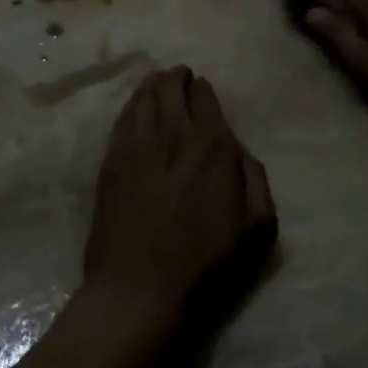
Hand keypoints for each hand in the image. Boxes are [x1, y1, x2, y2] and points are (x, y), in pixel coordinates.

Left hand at [83, 67, 276, 326]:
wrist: (139, 290)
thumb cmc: (205, 265)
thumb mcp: (256, 228)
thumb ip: (255, 179)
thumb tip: (240, 152)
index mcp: (212, 145)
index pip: (205, 96)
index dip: (204, 90)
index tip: (202, 91)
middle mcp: (174, 133)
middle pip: (171, 86)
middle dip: (177, 77)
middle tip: (179, 78)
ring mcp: (137, 144)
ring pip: (144, 95)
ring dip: (153, 84)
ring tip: (157, 82)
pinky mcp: (111, 159)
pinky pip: (122, 117)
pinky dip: (132, 104)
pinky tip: (135, 107)